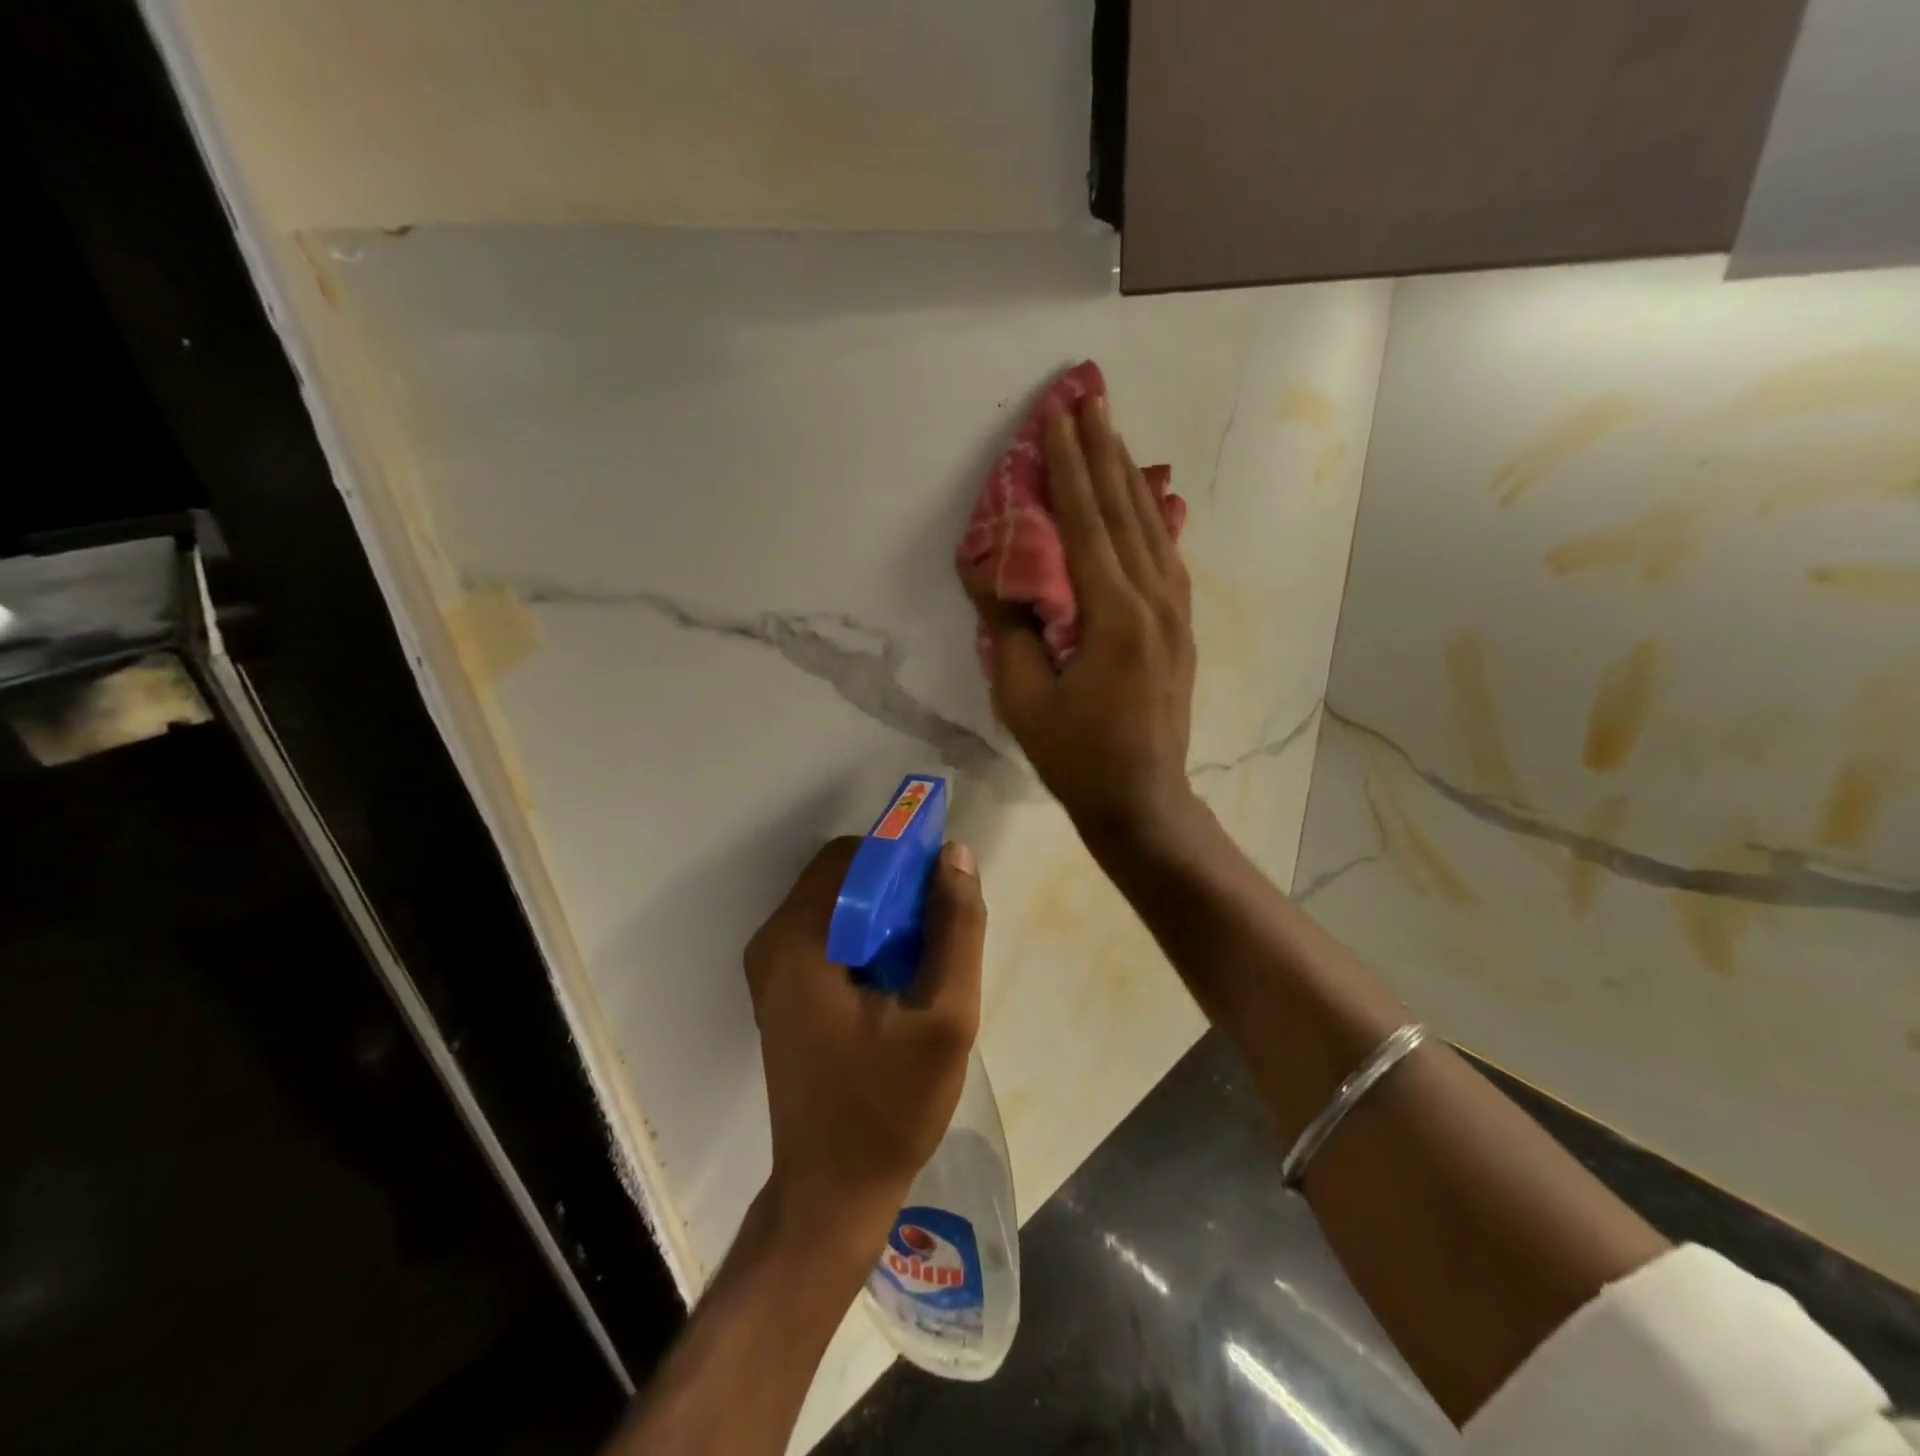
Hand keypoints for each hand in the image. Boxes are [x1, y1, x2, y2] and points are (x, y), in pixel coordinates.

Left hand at [744, 837, 986, 1257]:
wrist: (833, 1194)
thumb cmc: (888, 1109)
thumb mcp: (945, 1018)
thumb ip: (956, 929)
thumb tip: (955, 854)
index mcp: (799, 942)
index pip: (852, 856)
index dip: (902, 857)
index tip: (943, 886)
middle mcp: (773, 943)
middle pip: (843, 876)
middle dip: (896, 887)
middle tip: (941, 927)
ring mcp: (772, 968)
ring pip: (838, 904)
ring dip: (886, 913)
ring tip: (927, 956)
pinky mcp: (783, 990)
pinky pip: (830, 933)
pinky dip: (868, 937)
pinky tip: (901, 978)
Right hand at [972, 393, 1199, 849]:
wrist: (1142, 800)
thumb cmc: (1078, 757)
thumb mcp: (1025, 700)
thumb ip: (1012, 630)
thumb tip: (992, 577)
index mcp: (1114, 616)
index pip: (1086, 523)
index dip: (1068, 467)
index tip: (1058, 416)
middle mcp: (1153, 601)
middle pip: (1126, 510)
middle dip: (1103, 451)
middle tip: (1089, 396)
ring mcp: (1175, 613)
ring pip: (1152, 527)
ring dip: (1128, 476)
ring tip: (1111, 432)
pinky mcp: (1180, 628)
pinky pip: (1166, 556)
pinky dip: (1151, 518)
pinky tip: (1144, 499)